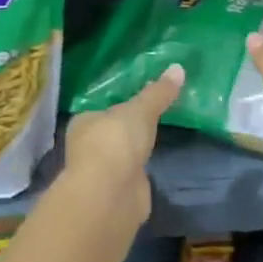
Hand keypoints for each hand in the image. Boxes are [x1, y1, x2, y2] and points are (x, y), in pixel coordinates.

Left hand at [61, 65, 183, 219]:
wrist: (110, 194)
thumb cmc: (116, 142)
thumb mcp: (140, 111)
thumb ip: (158, 93)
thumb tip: (178, 67)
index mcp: (84, 122)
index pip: (103, 110)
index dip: (120, 106)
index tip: (141, 101)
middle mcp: (88, 147)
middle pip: (112, 133)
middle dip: (128, 130)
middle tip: (154, 118)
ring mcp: (101, 172)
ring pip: (121, 156)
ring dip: (134, 151)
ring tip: (157, 139)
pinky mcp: (116, 193)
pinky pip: (131, 175)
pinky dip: (140, 171)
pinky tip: (153, 165)